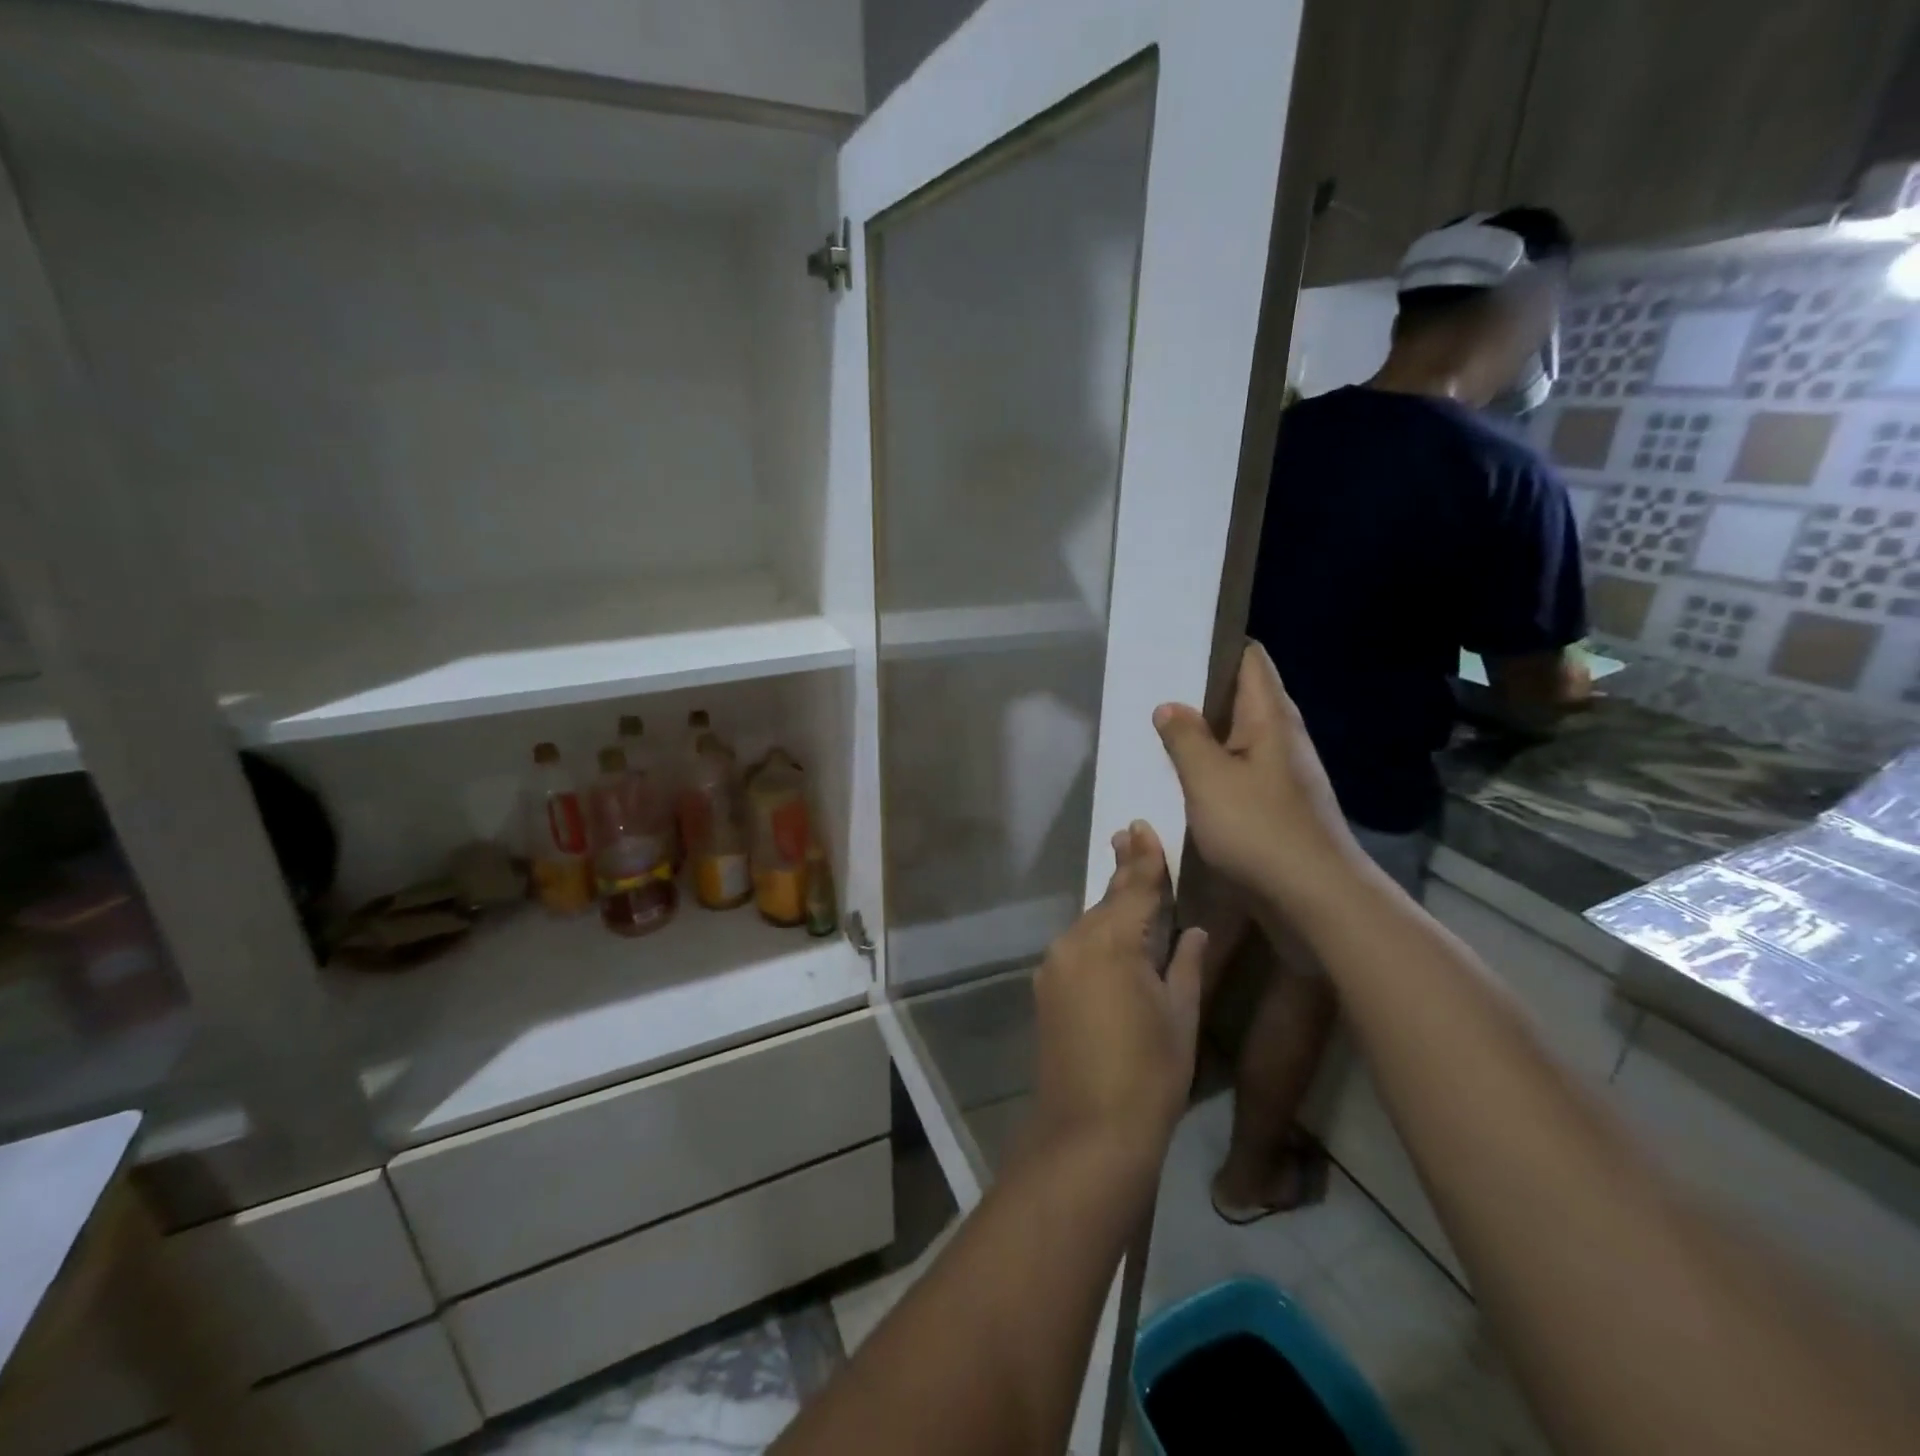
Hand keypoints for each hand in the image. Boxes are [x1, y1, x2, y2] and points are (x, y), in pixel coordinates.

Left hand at [1031, 822, 1206, 1170]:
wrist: (1088, 1130)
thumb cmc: (1150, 1074)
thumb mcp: (1180, 1016)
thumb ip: (1185, 964)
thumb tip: (1192, 931)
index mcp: (1113, 942)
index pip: (1134, 888)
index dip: (1144, 859)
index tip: (1141, 827)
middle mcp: (1076, 943)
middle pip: (1107, 901)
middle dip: (1123, 872)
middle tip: (1129, 836)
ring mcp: (1055, 966)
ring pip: (1090, 925)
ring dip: (1110, 907)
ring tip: (1127, 882)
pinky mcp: (1045, 989)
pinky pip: (1077, 950)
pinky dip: (1097, 938)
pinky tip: (1112, 940)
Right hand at [1152, 641, 1366, 908]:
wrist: (1315, 899)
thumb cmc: (1259, 830)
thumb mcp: (1209, 779)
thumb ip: (1185, 738)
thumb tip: (1169, 706)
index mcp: (1270, 718)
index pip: (1248, 659)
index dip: (1216, 645)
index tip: (1174, 644)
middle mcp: (1282, 738)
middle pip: (1241, 696)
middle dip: (1199, 690)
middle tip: (1151, 687)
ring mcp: (1282, 773)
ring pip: (1237, 737)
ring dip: (1202, 733)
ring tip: (1157, 730)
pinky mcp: (1276, 805)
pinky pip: (1238, 771)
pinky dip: (1211, 767)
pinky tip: (1182, 779)